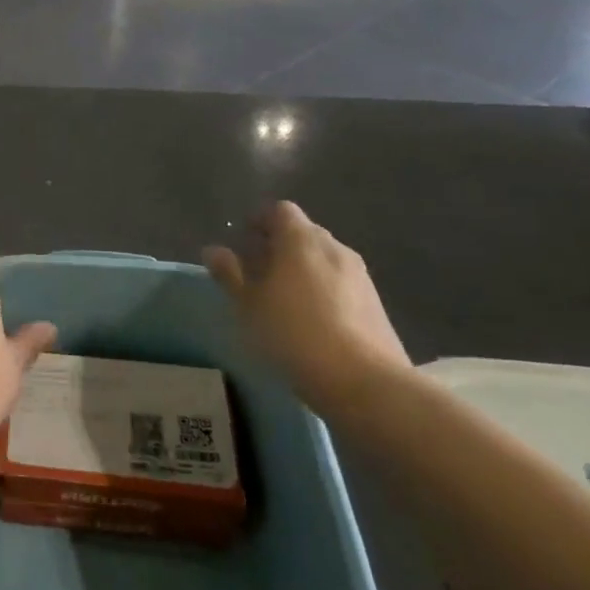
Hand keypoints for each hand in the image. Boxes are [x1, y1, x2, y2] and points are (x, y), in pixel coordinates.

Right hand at [205, 202, 410, 403]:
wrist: (362, 379)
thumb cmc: (292, 333)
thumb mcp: (248, 306)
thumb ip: (229, 274)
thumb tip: (213, 250)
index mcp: (301, 240)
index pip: (280, 210)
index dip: (260, 220)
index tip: (243, 241)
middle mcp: (333, 247)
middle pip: (303, 232)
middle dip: (279, 244)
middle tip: (256, 271)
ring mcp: (359, 274)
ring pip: (323, 258)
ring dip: (301, 267)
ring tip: (281, 297)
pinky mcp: (375, 300)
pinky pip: (340, 281)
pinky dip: (321, 287)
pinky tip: (310, 318)